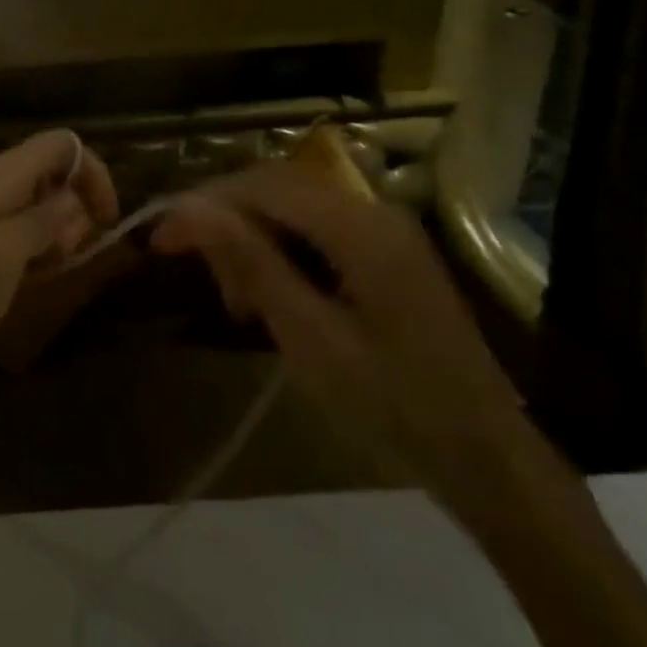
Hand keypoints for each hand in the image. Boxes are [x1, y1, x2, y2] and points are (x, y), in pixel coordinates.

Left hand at [0, 130, 119, 393]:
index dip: (93, 172)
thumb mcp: (7, 252)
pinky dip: (42, 246)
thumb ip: (45, 218)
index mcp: (1, 176)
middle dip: (77, 206)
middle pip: (56, 171)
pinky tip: (35, 275)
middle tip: (69, 251)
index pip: (62, 144)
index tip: (107, 218)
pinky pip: (27, 229)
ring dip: (61, 230)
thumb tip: (75, 197)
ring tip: (49, 267)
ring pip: (45, 203)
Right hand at [149, 162, 530, 510]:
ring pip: (292, 209)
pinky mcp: (386, 254)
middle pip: (275, 189)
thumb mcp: (309, 336)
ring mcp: (384, 230)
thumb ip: (250, 262)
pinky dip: (281, 254)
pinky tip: (271, 296)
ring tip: (237, 301)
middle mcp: (372, 210)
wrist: (487, 459)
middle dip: (227, 223)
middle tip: (205, 280)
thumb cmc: (394, 405)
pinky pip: (316, 232)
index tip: (159, 239)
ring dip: (252, 240)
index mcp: (359, 226)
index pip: (260, 186)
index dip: (203, 205)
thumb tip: (191, 208)